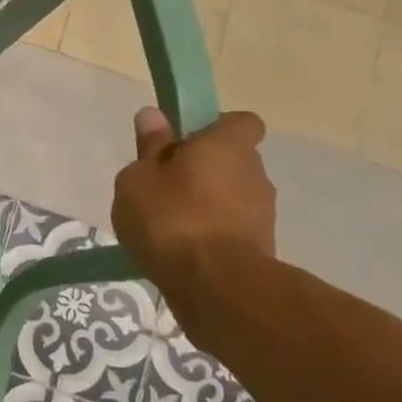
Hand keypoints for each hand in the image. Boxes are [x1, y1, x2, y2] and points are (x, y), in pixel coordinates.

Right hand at [111, 107, 275, 293]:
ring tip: (167, 223)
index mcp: (228, 146)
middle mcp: (255, 173)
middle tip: (164, 184)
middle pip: (231, 161)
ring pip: (231, 196)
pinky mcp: (261, 248)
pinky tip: (180, 249)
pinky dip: (210, 233)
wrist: (214, 286)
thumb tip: (154, 115)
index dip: (214, 128)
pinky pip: (231, 228)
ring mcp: (263, 214)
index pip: (241, 122)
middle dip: (203, 169)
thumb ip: (149, 147)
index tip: (183, 142)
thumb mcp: (139, 177)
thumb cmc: (170, 217)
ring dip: (206, 203)